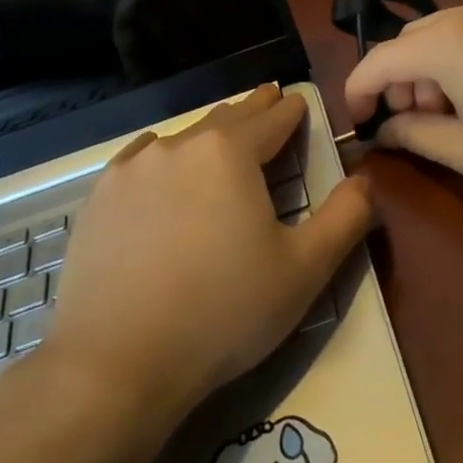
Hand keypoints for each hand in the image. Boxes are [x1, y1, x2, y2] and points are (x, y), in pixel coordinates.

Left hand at [40, 85, 372, 420]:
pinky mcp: (98, 201)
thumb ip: (345, 217)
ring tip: (220, 136)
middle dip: (252, 110)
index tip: (296, 100)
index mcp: (229, 153)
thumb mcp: (305, 269)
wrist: (116, 363)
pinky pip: (139, 160)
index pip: (271, 118)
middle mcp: (179, 147)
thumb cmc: (224, 311)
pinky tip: (160, 163)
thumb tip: (365, 179)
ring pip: (182, 138)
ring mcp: (130, 171)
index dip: (289, 109)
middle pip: (226, 118)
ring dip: (208, 134)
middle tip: (267, 99)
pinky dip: (162, 155)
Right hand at [344, 0, 462, 209]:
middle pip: (411, 42)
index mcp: (448, 44)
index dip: (358, 91)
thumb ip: (416, 136)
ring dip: (430, 70)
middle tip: (413, 125)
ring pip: (442, 34)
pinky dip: (459, 59)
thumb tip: (385, 130)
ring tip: (450, 116)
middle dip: (399, 81)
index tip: (358, 122)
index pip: (380, 60)